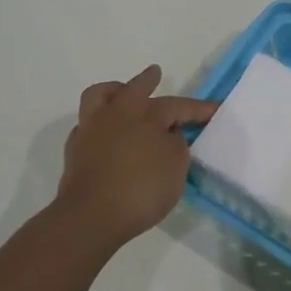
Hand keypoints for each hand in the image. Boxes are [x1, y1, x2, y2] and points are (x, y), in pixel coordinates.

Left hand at [55, 66, 215, 248]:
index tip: (215, 109)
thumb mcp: (175, 167)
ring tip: (121, 93)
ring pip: (99, 97)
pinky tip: (106, 134)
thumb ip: (176, 144)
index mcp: (145, 114)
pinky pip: (87, 125)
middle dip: (147, 81)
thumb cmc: (141, 189)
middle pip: (133, 88)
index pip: (177, 105)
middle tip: (155, 73)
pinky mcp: (75, 150)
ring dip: (113, 91)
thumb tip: (168, 135)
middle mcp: (116, 114)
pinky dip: (99, 123)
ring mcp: (91, 130)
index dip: (198, 108)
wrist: (90, 217)